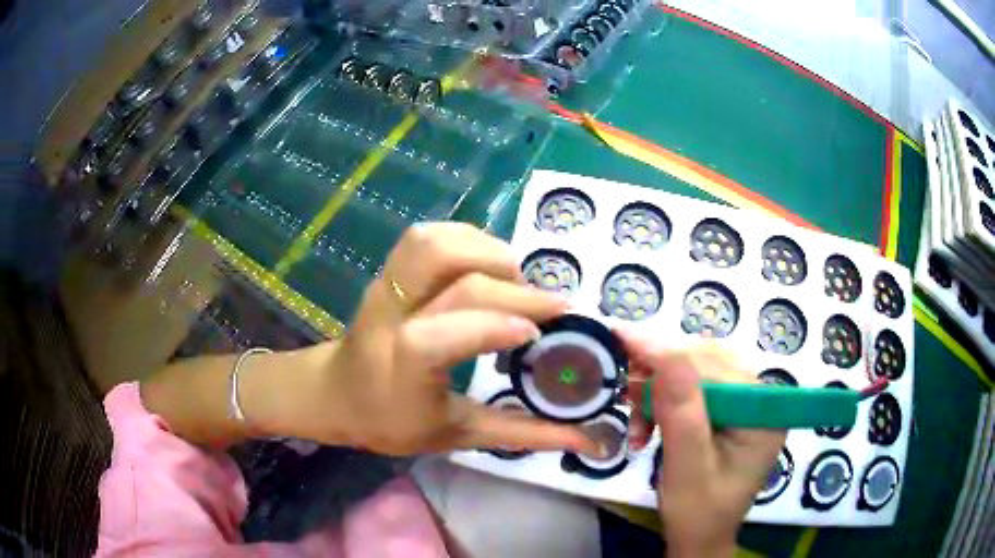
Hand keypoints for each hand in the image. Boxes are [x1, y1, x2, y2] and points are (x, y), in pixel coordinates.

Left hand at [276, 223, 599, 456]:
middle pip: (451, 275)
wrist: (336, 392)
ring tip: (516, 279)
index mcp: (402, 364)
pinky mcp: (388, 270)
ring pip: (433, 242)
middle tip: (550, 306)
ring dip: (486, 249)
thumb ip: (523, 434)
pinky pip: (426, 236)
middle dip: (511, 285)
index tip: (541, 333)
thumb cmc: (392, 420)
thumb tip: (585, 438)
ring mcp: (385, 285)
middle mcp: (391, 315)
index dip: (496, 325)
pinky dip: (465, 238)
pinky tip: (487, 263)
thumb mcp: (458, 434)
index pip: (444, 332)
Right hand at [619, 332, 784, 557]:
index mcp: (764, 414)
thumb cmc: (697, 513)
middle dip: (660, 375)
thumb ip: (681, 414)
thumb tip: (663, 353)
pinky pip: (692, 389)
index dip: (669, 355)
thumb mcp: (687, 469)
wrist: (698, 537)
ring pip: (695, 372)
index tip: (623, 338)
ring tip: (634, 419)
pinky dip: (662, 402)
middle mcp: (760, 400)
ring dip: (658, 390)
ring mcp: (744, 404)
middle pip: (707, 364)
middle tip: (623, 386)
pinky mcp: (727, 411)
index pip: (717, 369)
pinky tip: (645, 425)